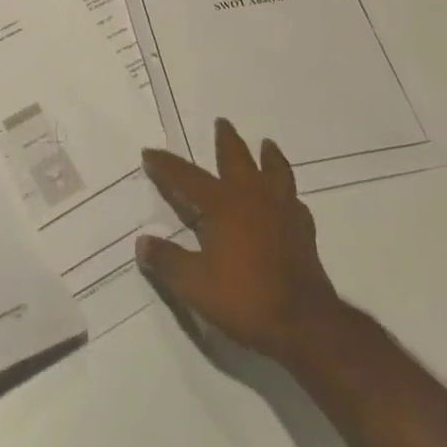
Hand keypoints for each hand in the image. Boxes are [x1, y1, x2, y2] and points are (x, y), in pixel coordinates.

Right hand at [136, 118, 343, 363]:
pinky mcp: (304, 231)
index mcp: (222, 204)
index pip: (186, 177)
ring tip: (267, 145)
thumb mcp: (195, 285)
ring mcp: (282, 211)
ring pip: (275, 172)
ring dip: (268, 157)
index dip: (166, 165)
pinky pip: (295, 202)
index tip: (149, 152)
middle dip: (226, 140)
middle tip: (222, 123)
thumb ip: (167, 261)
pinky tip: (288, 199)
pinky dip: (289, 195)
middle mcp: (252, 197)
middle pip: (237, 159)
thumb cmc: (245, 298)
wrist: (305, 324)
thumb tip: (142, 243)